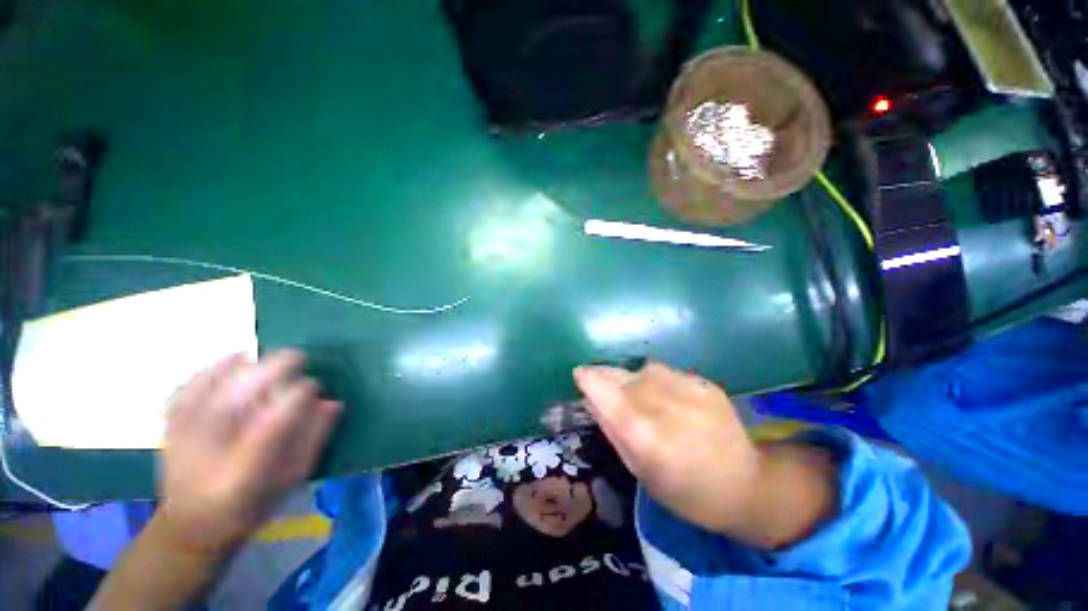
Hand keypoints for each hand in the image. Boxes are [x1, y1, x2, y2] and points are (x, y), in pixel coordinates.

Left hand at [157, 350, 340, 555]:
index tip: (315, 386)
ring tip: (271, 360)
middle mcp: (212, 448)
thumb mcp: (291, 479)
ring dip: (249, 365)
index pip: (278, 418)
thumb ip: (314, 439)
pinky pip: (191, 385)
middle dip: (276, 368)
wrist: (191, 525)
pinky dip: (213, 368)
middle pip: (244, 392)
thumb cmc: (251, 503)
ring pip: (217, 383)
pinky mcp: (170, 425)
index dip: (301, 393)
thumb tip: (332, 402)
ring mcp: (185, 434)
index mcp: (247, 468)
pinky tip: (234, 359)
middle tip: (300, 359)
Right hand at [574, 362, 835, 547]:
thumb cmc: (686, 492)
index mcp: (649, 438)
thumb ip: (613, 431)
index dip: (590, 379)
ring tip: (634, 392)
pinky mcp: (706, 384)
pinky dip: (655, 379)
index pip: (609, 395)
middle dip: (606, 376)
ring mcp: (691, 392)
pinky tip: (662, 394)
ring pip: (644, 369)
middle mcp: (669, 408)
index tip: (578, 373)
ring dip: (631, 377)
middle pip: (625, 377)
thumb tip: (591, 398)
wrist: (747, 486)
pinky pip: (667, 372)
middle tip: (600, 381)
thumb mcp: (640, 471)